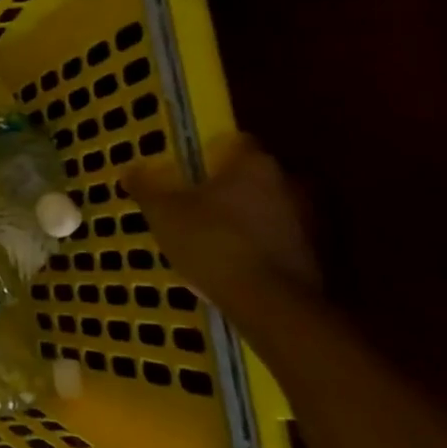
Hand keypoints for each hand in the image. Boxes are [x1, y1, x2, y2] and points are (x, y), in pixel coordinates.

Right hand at [125, 135, 321, 319]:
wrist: (271, 305)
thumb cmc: (212, 243)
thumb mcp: (163, 213)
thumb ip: (146, 188)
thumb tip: (129, 169)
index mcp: (255, 164)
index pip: (235, 143)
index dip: (209, 154)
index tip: (188, 171)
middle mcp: (290, 182)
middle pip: (254, 176)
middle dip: (228, 188)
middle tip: (197, 205)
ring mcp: (310, 219)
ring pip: (269, 208)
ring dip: (247, 217)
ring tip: (214, 238)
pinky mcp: (316, 254)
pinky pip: (280, 238)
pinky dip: (260, 244)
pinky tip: (235, 262)